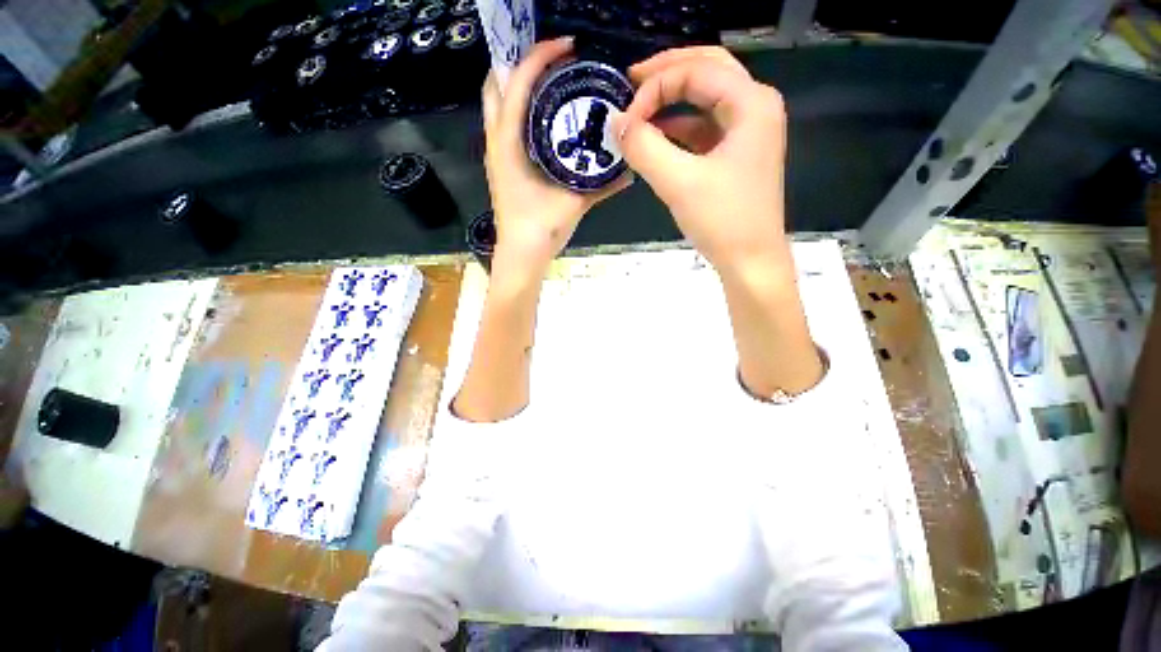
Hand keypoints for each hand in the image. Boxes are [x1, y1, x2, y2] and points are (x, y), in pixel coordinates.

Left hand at [482, 37, 630, 276]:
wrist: (522, 255)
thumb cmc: (542, 227)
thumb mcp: (574, 203)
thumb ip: (602, 186)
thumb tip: (630, 171)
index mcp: (509, 143)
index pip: (517, 83)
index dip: (539, 56)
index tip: (566, 48)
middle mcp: (497, 142)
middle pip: (495, 86)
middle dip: (519, 65)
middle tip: (551, 63)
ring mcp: (496, 154)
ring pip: (497, 106)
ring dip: (518, 87)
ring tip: (550, 84)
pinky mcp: (501, 167)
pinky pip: (506, 127)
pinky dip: (521, 113)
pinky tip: (545, 120)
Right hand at [612, 47, 788, 272]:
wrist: (750, 261)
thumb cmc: (723, 221)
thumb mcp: (679, 183)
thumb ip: (644, 148)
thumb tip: (617, 123)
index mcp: (750, 103)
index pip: (696, 71)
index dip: (655, 87)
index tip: (626, 118)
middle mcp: (754, 107)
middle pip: (707, 70)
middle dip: (667, 73)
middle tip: (631, 82)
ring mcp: (748, 132)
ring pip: (706, 98)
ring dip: (671, 101)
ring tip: (639, 111)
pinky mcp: (736, 155)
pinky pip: (704, 128)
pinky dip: (679, 129)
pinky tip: (657, 139)